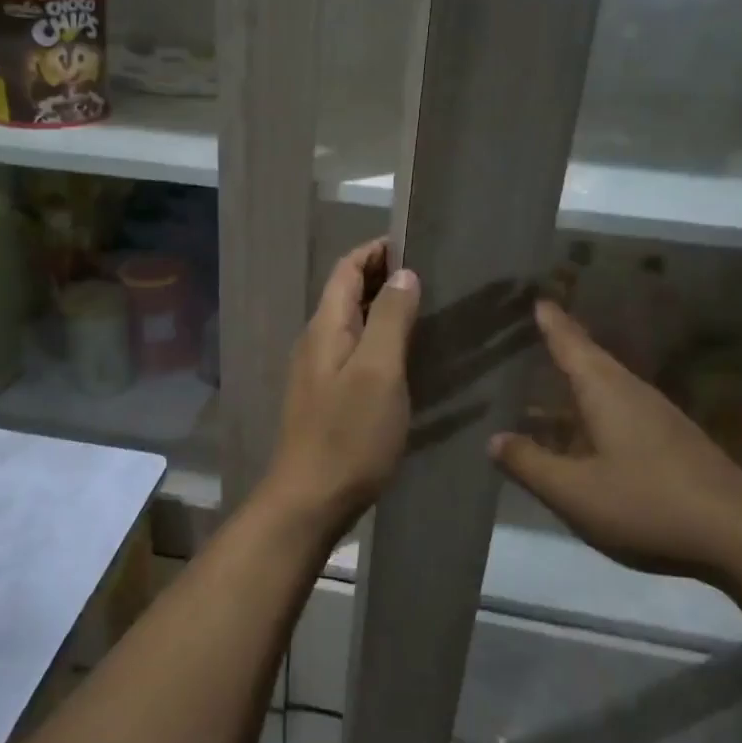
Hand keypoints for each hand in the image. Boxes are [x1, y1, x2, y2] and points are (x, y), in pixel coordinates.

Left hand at [264, 239, 419, 533]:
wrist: (310, 499)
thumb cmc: (349, 434)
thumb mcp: (378, 371)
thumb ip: (390, 319)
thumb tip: (402, 273)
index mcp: (326, 327)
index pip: (347, 269)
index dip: (376, 250)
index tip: (415, 243)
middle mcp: (316, 342)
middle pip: (347, 295)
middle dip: (383, 277)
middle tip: (431, 276)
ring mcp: (318, 373)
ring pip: (352, 326)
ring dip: (383, 311)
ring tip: (426, 311)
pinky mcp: (327, 400)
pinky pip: (354, 355)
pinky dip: (379, 343)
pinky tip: (406, 359)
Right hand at [490, 300, 741, 584]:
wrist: (740, 534)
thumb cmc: (647, 503)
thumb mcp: (574, 491)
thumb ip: (530, 464)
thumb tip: (494, 439)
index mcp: (607, 393)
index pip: (572, 346)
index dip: (552, 324)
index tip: (538, 299)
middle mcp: (633, 394)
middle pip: (591, 361)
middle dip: (564, 347)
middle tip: (536, 333)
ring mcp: (658, 418)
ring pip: (607, 389)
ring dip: (577, 382)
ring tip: (547, 385)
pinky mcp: (672, 443)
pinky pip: (620, 412)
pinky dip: (593, 411)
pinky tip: (584, 434)